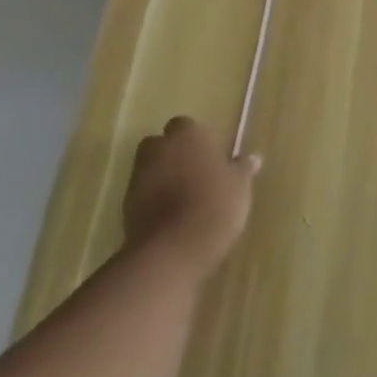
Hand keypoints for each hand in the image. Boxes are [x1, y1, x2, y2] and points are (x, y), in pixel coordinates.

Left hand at [122, 116, 260, 278]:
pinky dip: (154, 200)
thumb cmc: (214, 205)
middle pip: (162, 144)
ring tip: (187, 198)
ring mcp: (138, 178)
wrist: (171, 250)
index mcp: (189, 135)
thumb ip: (242, 168)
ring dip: (164, 177)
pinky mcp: (125, 207)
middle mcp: (159, 149)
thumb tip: (252, 158)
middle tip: (197, 173)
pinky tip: (173, 216)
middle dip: (175, 155)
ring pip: (151, 169)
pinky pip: (143, 195)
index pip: (188, 126)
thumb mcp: (240, 186)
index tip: (212, 156)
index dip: (199, 140)